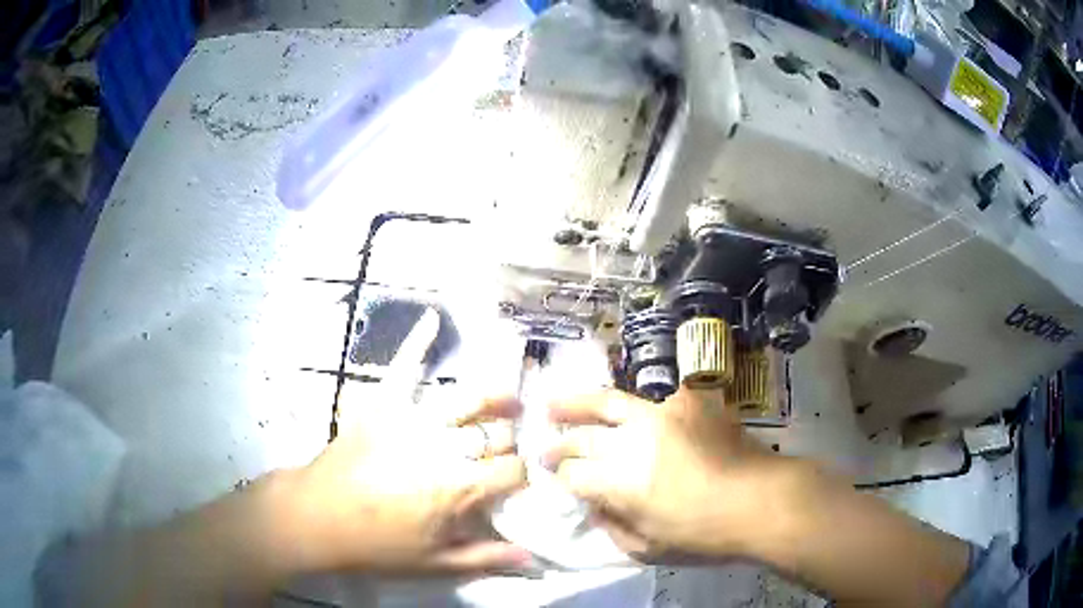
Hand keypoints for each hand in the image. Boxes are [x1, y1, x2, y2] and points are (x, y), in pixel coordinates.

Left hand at [285, 310, 530, 575]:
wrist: (314, 518)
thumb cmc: (375, 545)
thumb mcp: (434, 563)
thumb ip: (486, 558)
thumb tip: (533, 559)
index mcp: (456, 487)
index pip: (511, 471)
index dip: (521, 476)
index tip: (517, 482)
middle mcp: (441, 448)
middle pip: (493, 436)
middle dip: (508, 442)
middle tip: (507, 451)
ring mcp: (409, 421)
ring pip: (464, 399)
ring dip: (493, 395)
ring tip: (510, 398)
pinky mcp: (379, 405)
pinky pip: (401, 369)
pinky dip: (416, 342)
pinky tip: (432, 318)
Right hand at [546, 387, 794, 559]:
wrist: (762, 500)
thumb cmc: (705, 535)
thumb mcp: (650, 549)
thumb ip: (612, 527)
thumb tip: (594, 506)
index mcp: (623, 482)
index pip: (573, 473)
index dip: (558, 475)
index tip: (551, 475)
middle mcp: (636, 441)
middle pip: (583, 435)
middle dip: (560, 442)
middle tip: (545, 443)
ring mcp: (664, 414)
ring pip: (610, 400)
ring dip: (578, 403)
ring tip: (556, 404)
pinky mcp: (690, 402)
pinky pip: (656, 400)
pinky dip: (638, 409)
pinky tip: (632, 415)